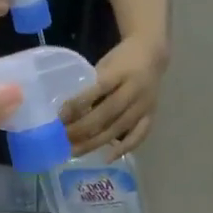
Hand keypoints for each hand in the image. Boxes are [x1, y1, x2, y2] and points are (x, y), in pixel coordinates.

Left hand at [63, 35, 165, 155]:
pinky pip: (138, 136)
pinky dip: (123, 148)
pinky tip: (107, 158)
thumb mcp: (105, 65)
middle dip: (82, 129)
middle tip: (62, 140)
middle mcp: (135, 90)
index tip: (59, 118)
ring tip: (75, 151)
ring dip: (95, 142)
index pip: (97, 89)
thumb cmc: (121, 60)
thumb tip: (67, 113)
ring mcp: (144, 105)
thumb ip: (91, 87)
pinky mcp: (151, 115)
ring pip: (118, 128)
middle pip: (107, 114)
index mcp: (121, 72)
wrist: (153, 54)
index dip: (78, 104)